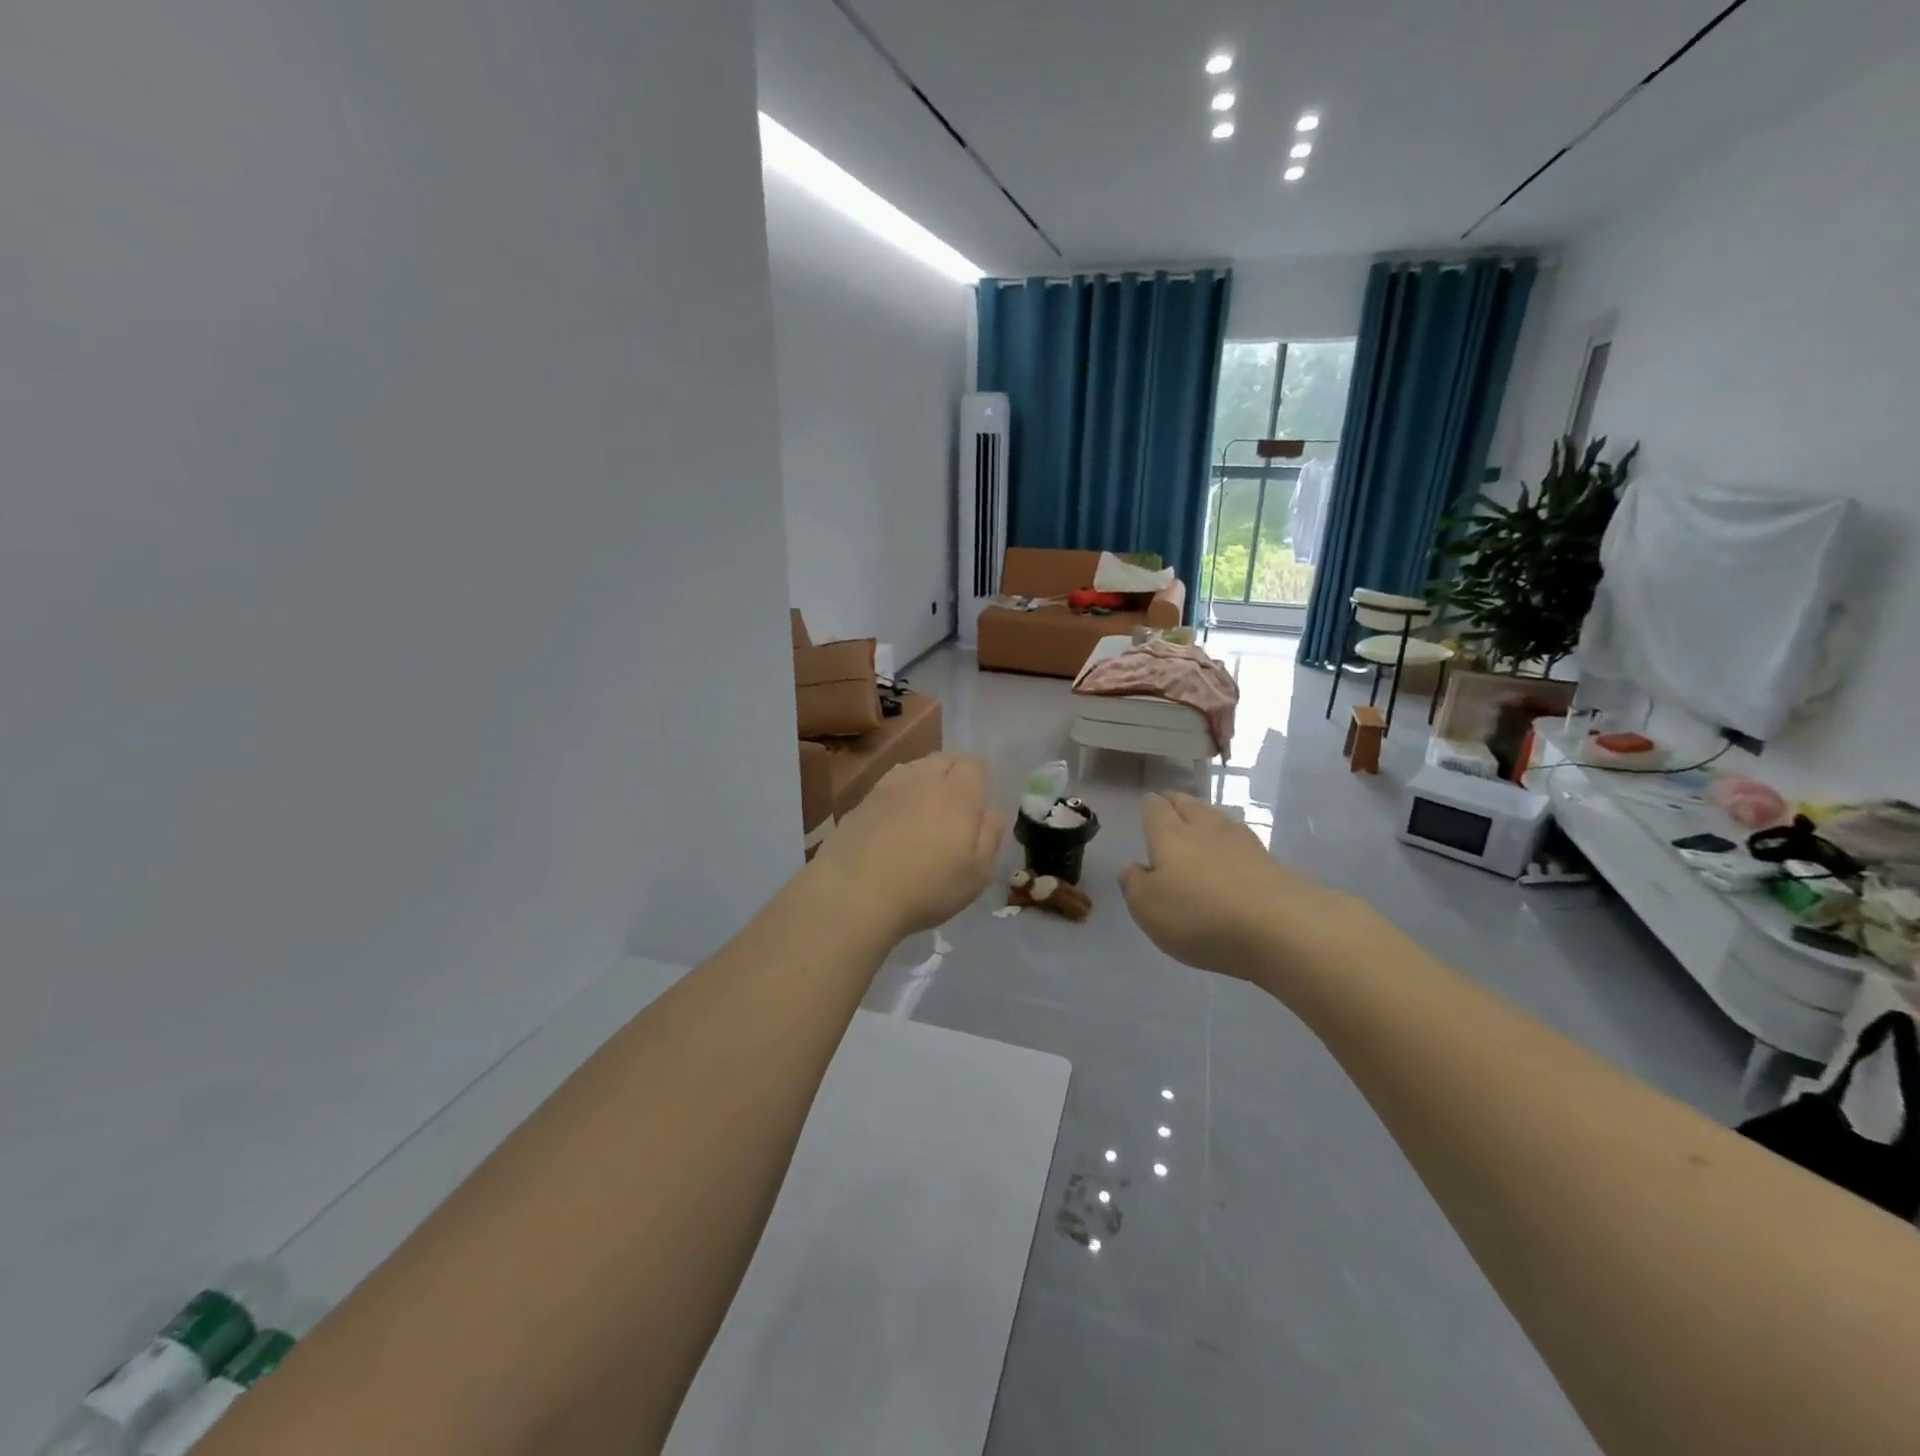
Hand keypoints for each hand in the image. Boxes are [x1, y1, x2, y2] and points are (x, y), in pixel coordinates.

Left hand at [808, 754, 1006, 942]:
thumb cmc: (927, 887)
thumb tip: (993, 814)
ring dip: (925, 780)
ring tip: (926, 808)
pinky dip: (899, 794)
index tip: (980, 798)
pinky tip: (896, 819)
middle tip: (956, 803)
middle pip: (943, 759)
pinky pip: (889, 785)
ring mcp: (888, 786)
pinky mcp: (862, 800)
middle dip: (954, 773)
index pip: (973, 764)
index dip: (980, 777)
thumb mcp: (976, 874)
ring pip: (914, 768)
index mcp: (957, 792)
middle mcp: (923, 778)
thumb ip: (990, 838)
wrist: (854, 893)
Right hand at [1119, 793, 1355, 980]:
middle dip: (1177, 803)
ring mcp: (1242, 843)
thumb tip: (1133, 867)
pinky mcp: (1271, 862)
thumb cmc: (1200, 914)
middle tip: (1171, 806)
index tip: (1149, 804)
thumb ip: (1134, 883)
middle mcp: (1205, 829)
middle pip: (1189, 805)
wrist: (1280, 928)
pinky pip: (1241, 843)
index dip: (1151, 805)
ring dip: (1206, 819)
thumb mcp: (1147, 907)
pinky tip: (1231, 854)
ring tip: (1199, 825)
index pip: (1157, 808)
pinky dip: (1230, 844)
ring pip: (1217, 819)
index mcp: (1170, 834)